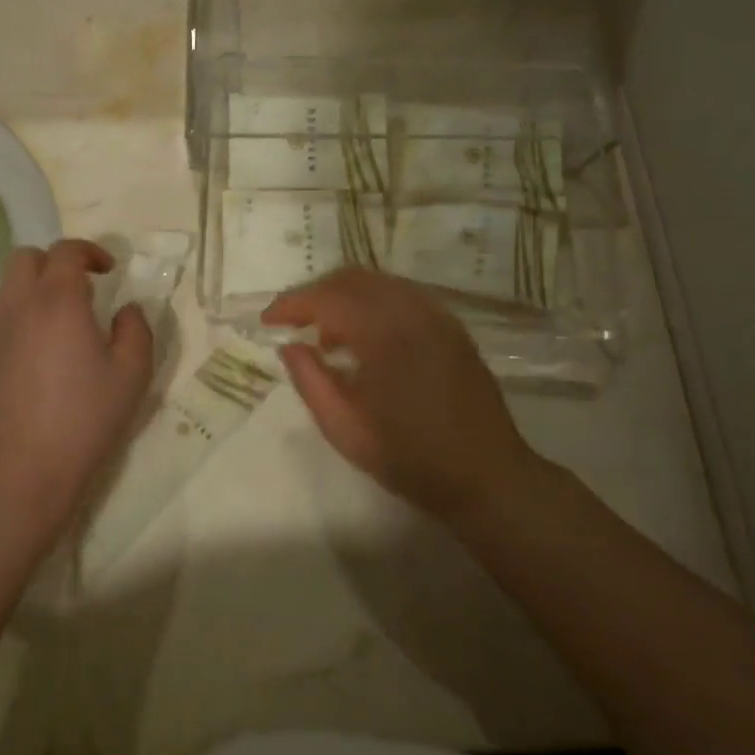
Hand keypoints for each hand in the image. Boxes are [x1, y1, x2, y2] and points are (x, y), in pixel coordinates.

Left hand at [0, 239, 154, 538]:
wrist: (27, 469)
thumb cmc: (86, 417)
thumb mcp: (132, 372)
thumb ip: (136, 329)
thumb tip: (126, 310)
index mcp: (58, 301)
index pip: (65, 251)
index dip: (90, 252)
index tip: (110, 271)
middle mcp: (20, 307)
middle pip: (25, 257)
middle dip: (55, 262)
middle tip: (83, 289)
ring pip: (10, 287)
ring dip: (37, 289)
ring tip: (65, 323)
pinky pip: (3, 318)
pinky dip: (24, 317)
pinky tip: (44, 354)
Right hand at [263, 268, 535, 519]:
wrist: (487, 475)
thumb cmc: (411, 458)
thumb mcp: (346, 429)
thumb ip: (311, 381)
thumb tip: (289, 346)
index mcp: (384, 334)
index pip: (327, 298)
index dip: (292, 304)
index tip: (268, 321)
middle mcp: (412, 311)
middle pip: (352, 278)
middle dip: (315, 294)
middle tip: (292, 322)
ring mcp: (436, 315)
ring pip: (378, 282)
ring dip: (344, 297)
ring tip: (325, 335)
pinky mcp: (451, 325)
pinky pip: (402, 295)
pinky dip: (373, 303)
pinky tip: (365, 337)